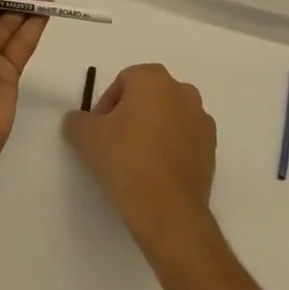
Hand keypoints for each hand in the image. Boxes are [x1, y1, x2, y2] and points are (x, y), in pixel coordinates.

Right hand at [62, 64, 217, 254]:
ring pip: (169, 117)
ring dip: (153, 130)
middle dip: (131, 114)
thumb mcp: (86, 137)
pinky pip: (184, 140)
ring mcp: (201, 121)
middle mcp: (183, 92)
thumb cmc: (125, 160)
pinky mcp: (211, 150)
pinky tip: (155, 174)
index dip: (107, 103)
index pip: (124, 80)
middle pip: (149, 96)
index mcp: (154, 79)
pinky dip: (170, 149)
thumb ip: (77, 121)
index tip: (98, 130)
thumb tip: (77, 121)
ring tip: (135, 160)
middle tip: (114, 142)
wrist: (168, 210)